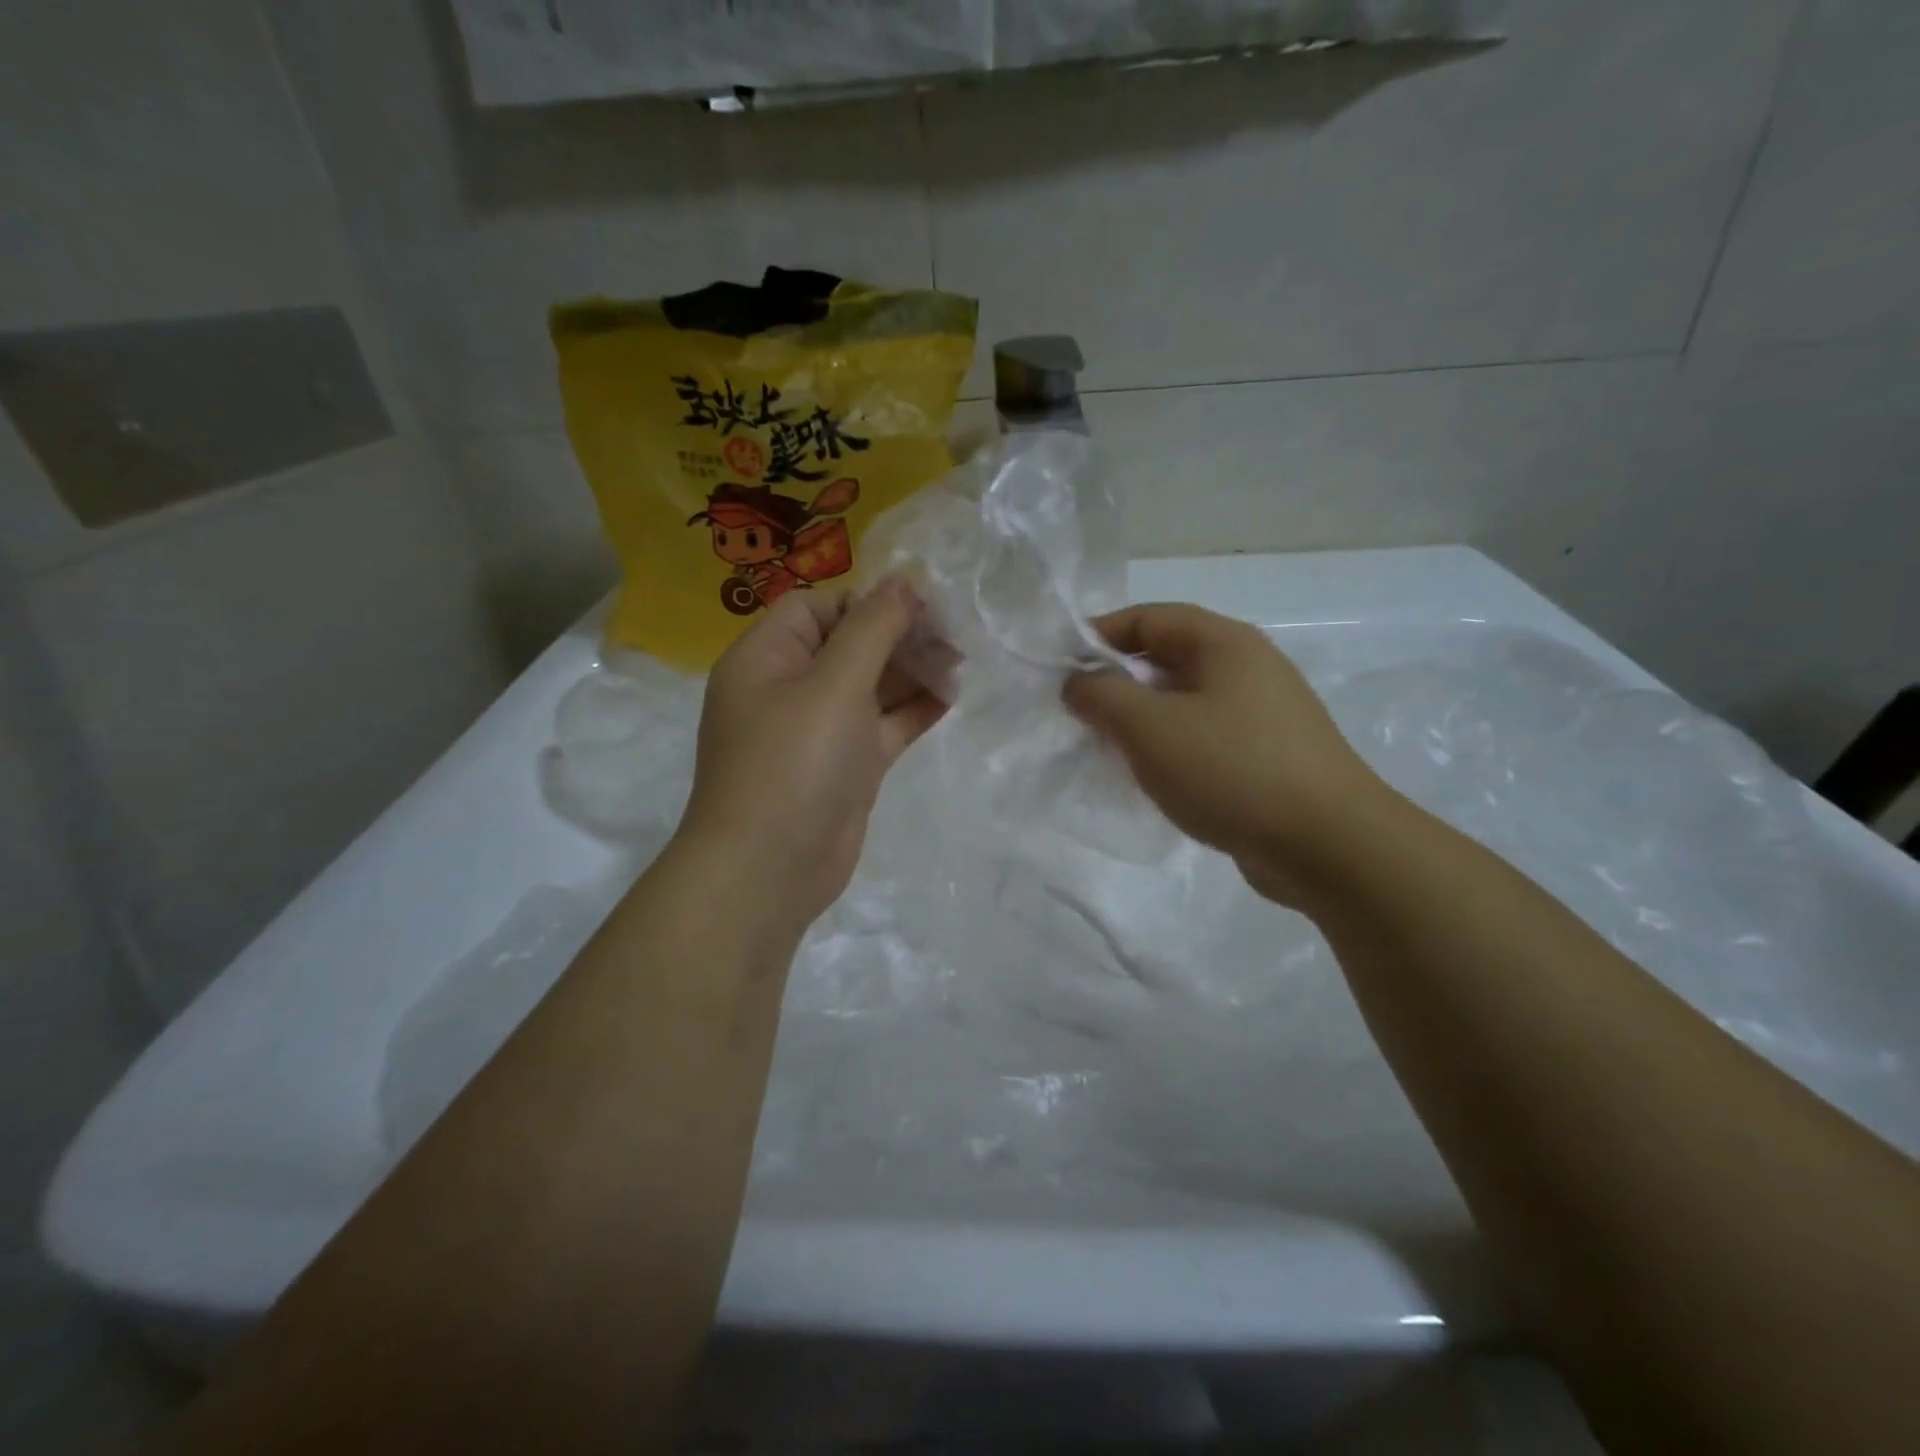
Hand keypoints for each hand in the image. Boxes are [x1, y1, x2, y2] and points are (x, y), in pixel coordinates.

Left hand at [678, 582, 945, 929]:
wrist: (770, 869)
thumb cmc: (794, 762)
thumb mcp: (834, 683)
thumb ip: (872, 628)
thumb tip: (903, 579)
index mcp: (767, 658)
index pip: (818, 607)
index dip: (868, 600)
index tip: (921, 604)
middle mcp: (789, 688)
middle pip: (849, 644)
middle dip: (899, 636)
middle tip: (953, 634)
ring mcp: (819, 730)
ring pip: (870, 686)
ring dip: (912, 672)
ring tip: (961, 661)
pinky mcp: (845, 766)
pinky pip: (882, 725)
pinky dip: (913, 710)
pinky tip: (951, 697)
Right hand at [1063, 603, 1388, 902]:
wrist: (1329, 845)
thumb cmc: (1232, 770)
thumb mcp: (1151, 728)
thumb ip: (1103, 696)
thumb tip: (1076, 682)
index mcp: (1223, 642)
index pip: (1147, 617)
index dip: (1097, 636)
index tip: (1059, 670)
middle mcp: (1246, 666)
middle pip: (1165, 657)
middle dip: (1116, 682)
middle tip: (1078, 715)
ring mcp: (1262, 712)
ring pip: (1183, 701)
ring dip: (1141, 719)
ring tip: (1107, 749)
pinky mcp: (1267, 755)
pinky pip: (1203, 736)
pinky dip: (1170, 748)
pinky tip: (1152, 779)